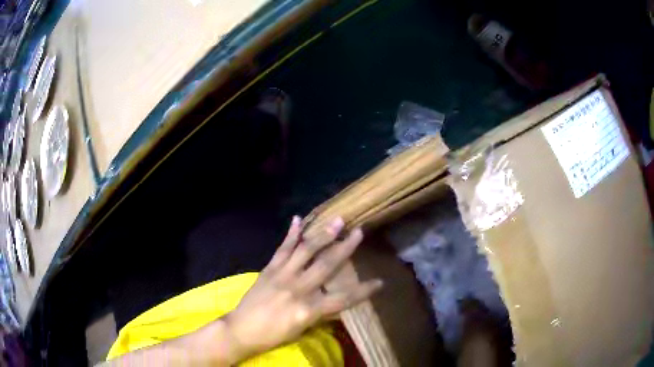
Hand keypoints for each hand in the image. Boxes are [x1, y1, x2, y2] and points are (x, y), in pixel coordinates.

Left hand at [223, 216, 382, 359]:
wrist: (242, 329)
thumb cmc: (274, 334)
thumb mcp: (302, 328)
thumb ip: (320, 313)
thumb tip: (337, 302)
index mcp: (309, 309)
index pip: (344, 299)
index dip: (364, 291)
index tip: (381, 282)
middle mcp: (298, 288)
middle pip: (327, 265)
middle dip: (345, 248)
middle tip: (358, 231)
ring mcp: (282, 275)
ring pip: (306, 251)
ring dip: (322, 234)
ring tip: (336, 219)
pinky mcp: (269, 268)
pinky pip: (282, 248)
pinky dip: (291, 234)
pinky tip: (297, 219)